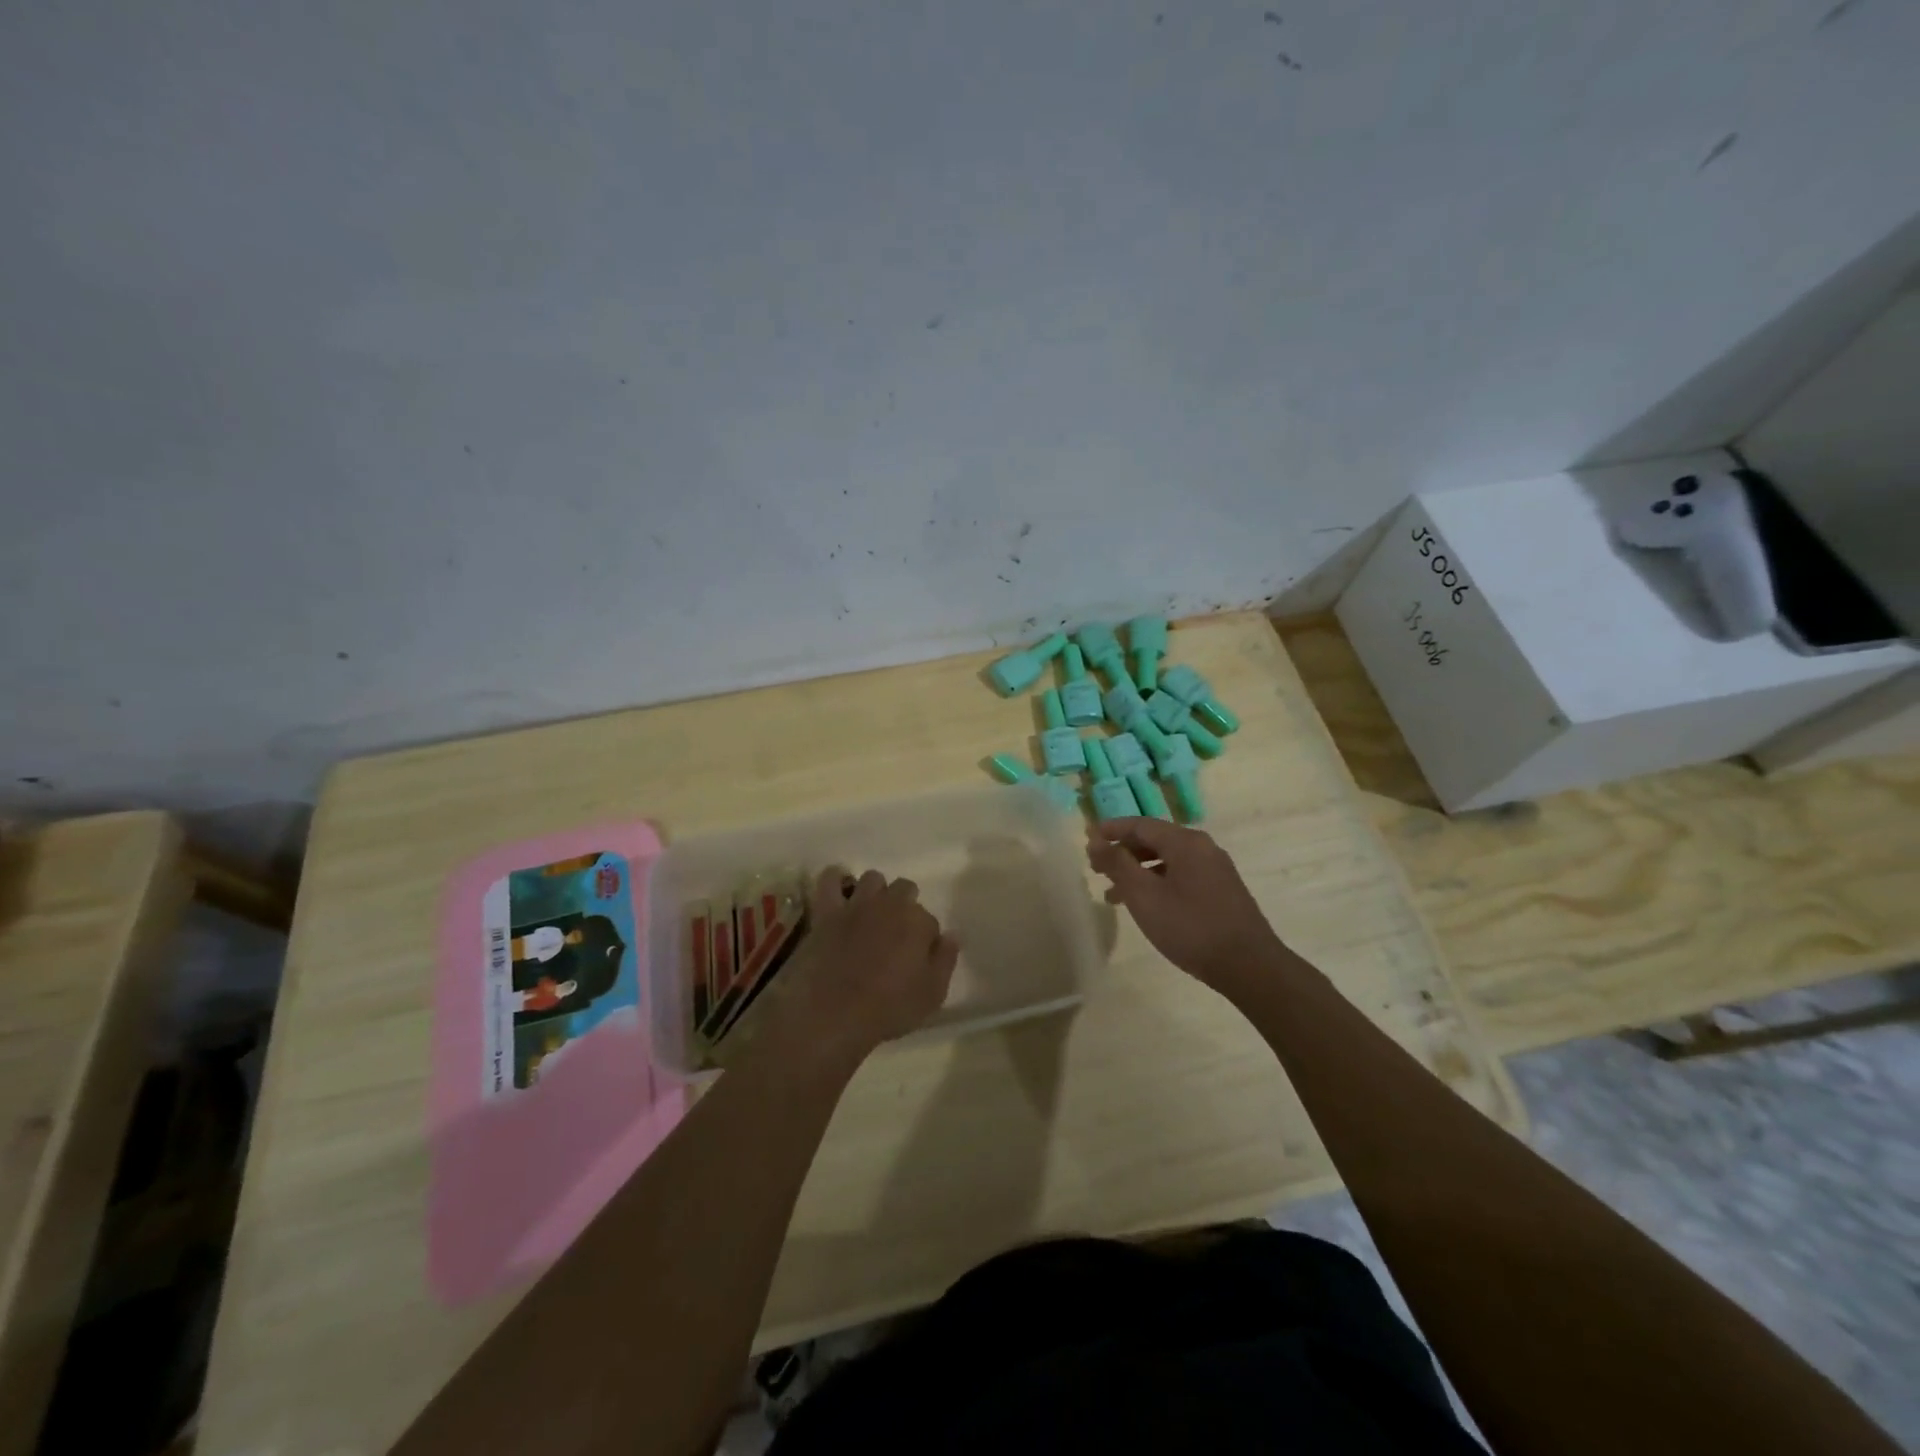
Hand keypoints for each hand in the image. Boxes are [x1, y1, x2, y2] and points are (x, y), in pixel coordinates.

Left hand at [760, 867, 959, 1073]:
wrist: (831, 1014)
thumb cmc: (887, 1009)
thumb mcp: (931, 995)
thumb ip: (945, 960)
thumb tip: (952, 935)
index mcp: (918, 921)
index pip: (930, 920)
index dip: (925, 939)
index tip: (917, 957)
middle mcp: (890, 903)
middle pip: (905, 889)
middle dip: (904, 906)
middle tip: (895, 935)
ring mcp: (856, 904)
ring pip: (872, 878)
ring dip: (875, 892)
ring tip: (870, 916)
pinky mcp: (826, 910)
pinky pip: (830, 879)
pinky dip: (836, 881)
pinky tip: (840, 895)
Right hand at [1087, 818, 1283, 991]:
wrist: (1249, 966)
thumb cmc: (1190, 927)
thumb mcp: (1144, 896)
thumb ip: (1117, 865)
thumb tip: (1094, 841)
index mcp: (1185, 842)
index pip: (1141, 824)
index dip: (1111, 829)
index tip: (1087, 838)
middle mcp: (1203, 847)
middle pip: (1155, 840)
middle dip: (1123, 852)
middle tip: (1097, 868)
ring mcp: (1216, 869)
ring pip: (1168, 860)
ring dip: (1138, 871)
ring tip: (1113, 895)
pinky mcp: (1222, 890)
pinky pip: (1182, 875)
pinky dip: (1158, 882)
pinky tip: (1147, 906)